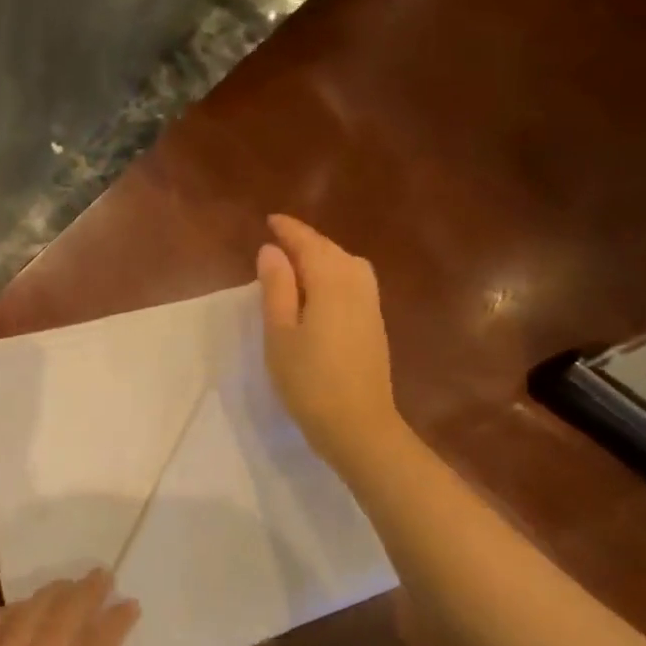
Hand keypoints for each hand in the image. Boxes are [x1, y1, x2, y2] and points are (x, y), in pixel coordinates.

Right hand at [256, 214, 400, 471]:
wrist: (358, 425)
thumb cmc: (309, 380)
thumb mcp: (280, 333)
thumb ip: (276, 288)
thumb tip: (272, 251)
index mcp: (331, 281)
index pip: (308, 244)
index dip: (289, 231)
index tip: (270, 220)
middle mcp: (357, 284)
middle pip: (331, 251)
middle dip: (306, 242)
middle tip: (279, 241)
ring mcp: (371, 305)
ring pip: (347, 266)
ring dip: (323, 258)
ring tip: (297, 264)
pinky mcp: (375, 325)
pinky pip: (354, 283)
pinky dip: (335, 275)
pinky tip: (320, 292)